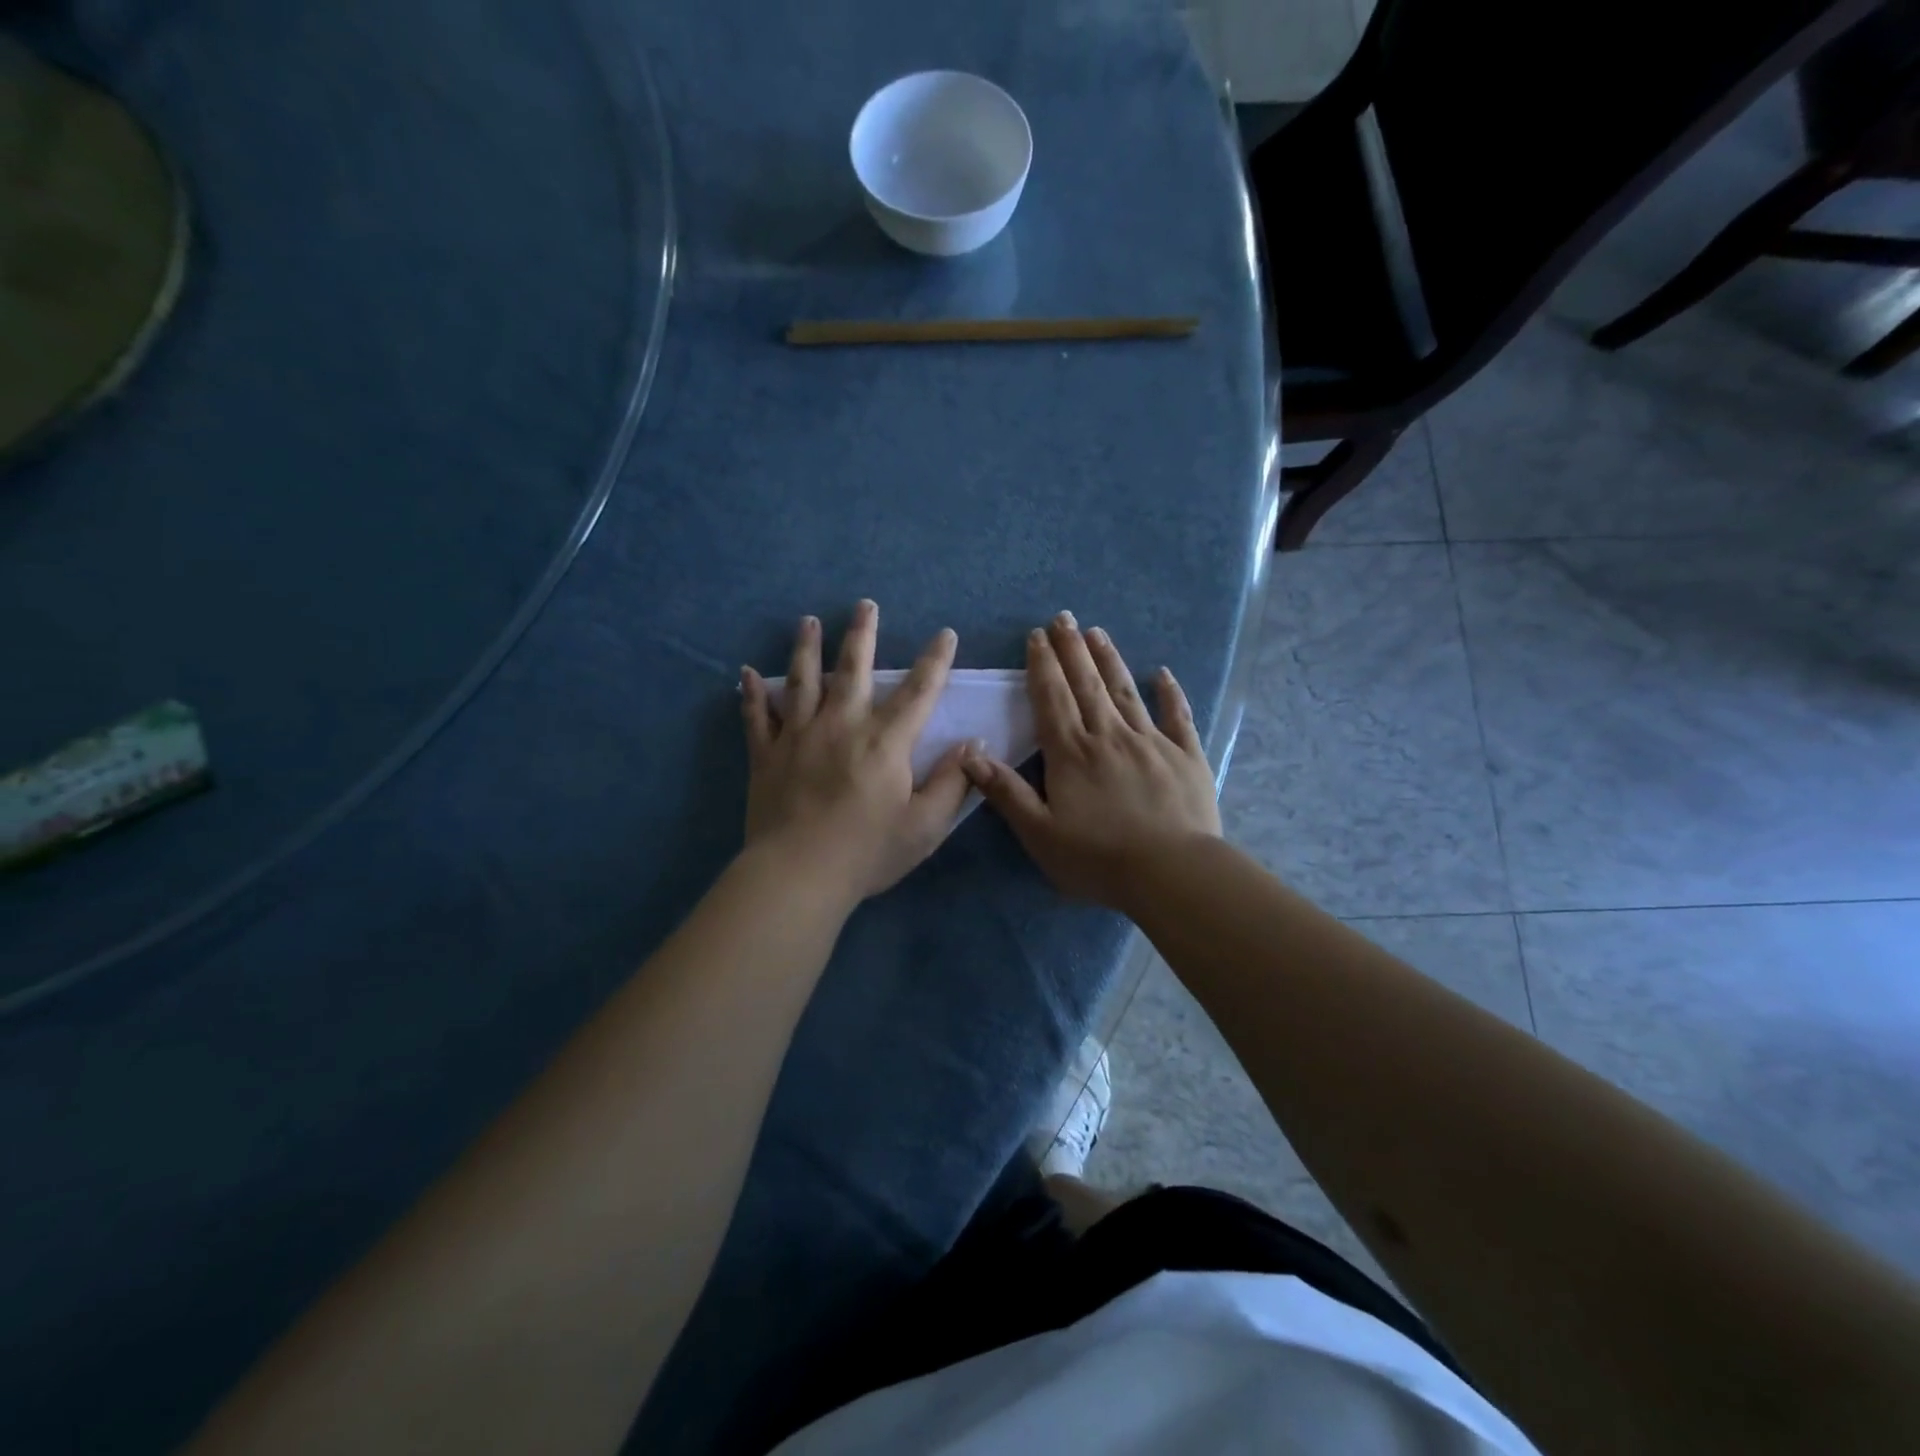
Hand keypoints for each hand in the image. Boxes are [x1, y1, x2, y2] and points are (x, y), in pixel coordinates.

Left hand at [740, 600, 971, 905]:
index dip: (935, 661)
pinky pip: (757, 716)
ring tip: (808, 622)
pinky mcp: (766, 755)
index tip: (944, 634)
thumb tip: (973, 744)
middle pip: (854, 669)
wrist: (799, 875)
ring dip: (806, 648)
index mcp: (885, 741)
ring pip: (802, 680)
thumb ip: (952, 783)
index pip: (918, 691)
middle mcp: (842, 725)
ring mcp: (798, 736)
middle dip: (862, 634)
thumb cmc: (868, 852)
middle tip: (865, 604)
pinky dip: (752, 694)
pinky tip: (746, 673)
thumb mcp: (925, 826)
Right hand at [963, 612, 1220, 910]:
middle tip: (1064, 618)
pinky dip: (1170, 693)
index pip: (1052, 699)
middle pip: (1087, 685)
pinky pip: (1177, 716)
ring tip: (1097, 633)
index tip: (1037, 636)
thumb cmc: (1098, 859)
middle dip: (1073, 649)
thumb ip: (1007, 793)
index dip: (1042, 666)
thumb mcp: (1040, 833)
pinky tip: (1163, 673)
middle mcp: (1110, 736)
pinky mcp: (1186, 756)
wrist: (1171, 874)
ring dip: (1110, 660)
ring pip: (1126, 691)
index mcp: (1072, 753)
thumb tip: (969, 755)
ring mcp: (1152, 742)